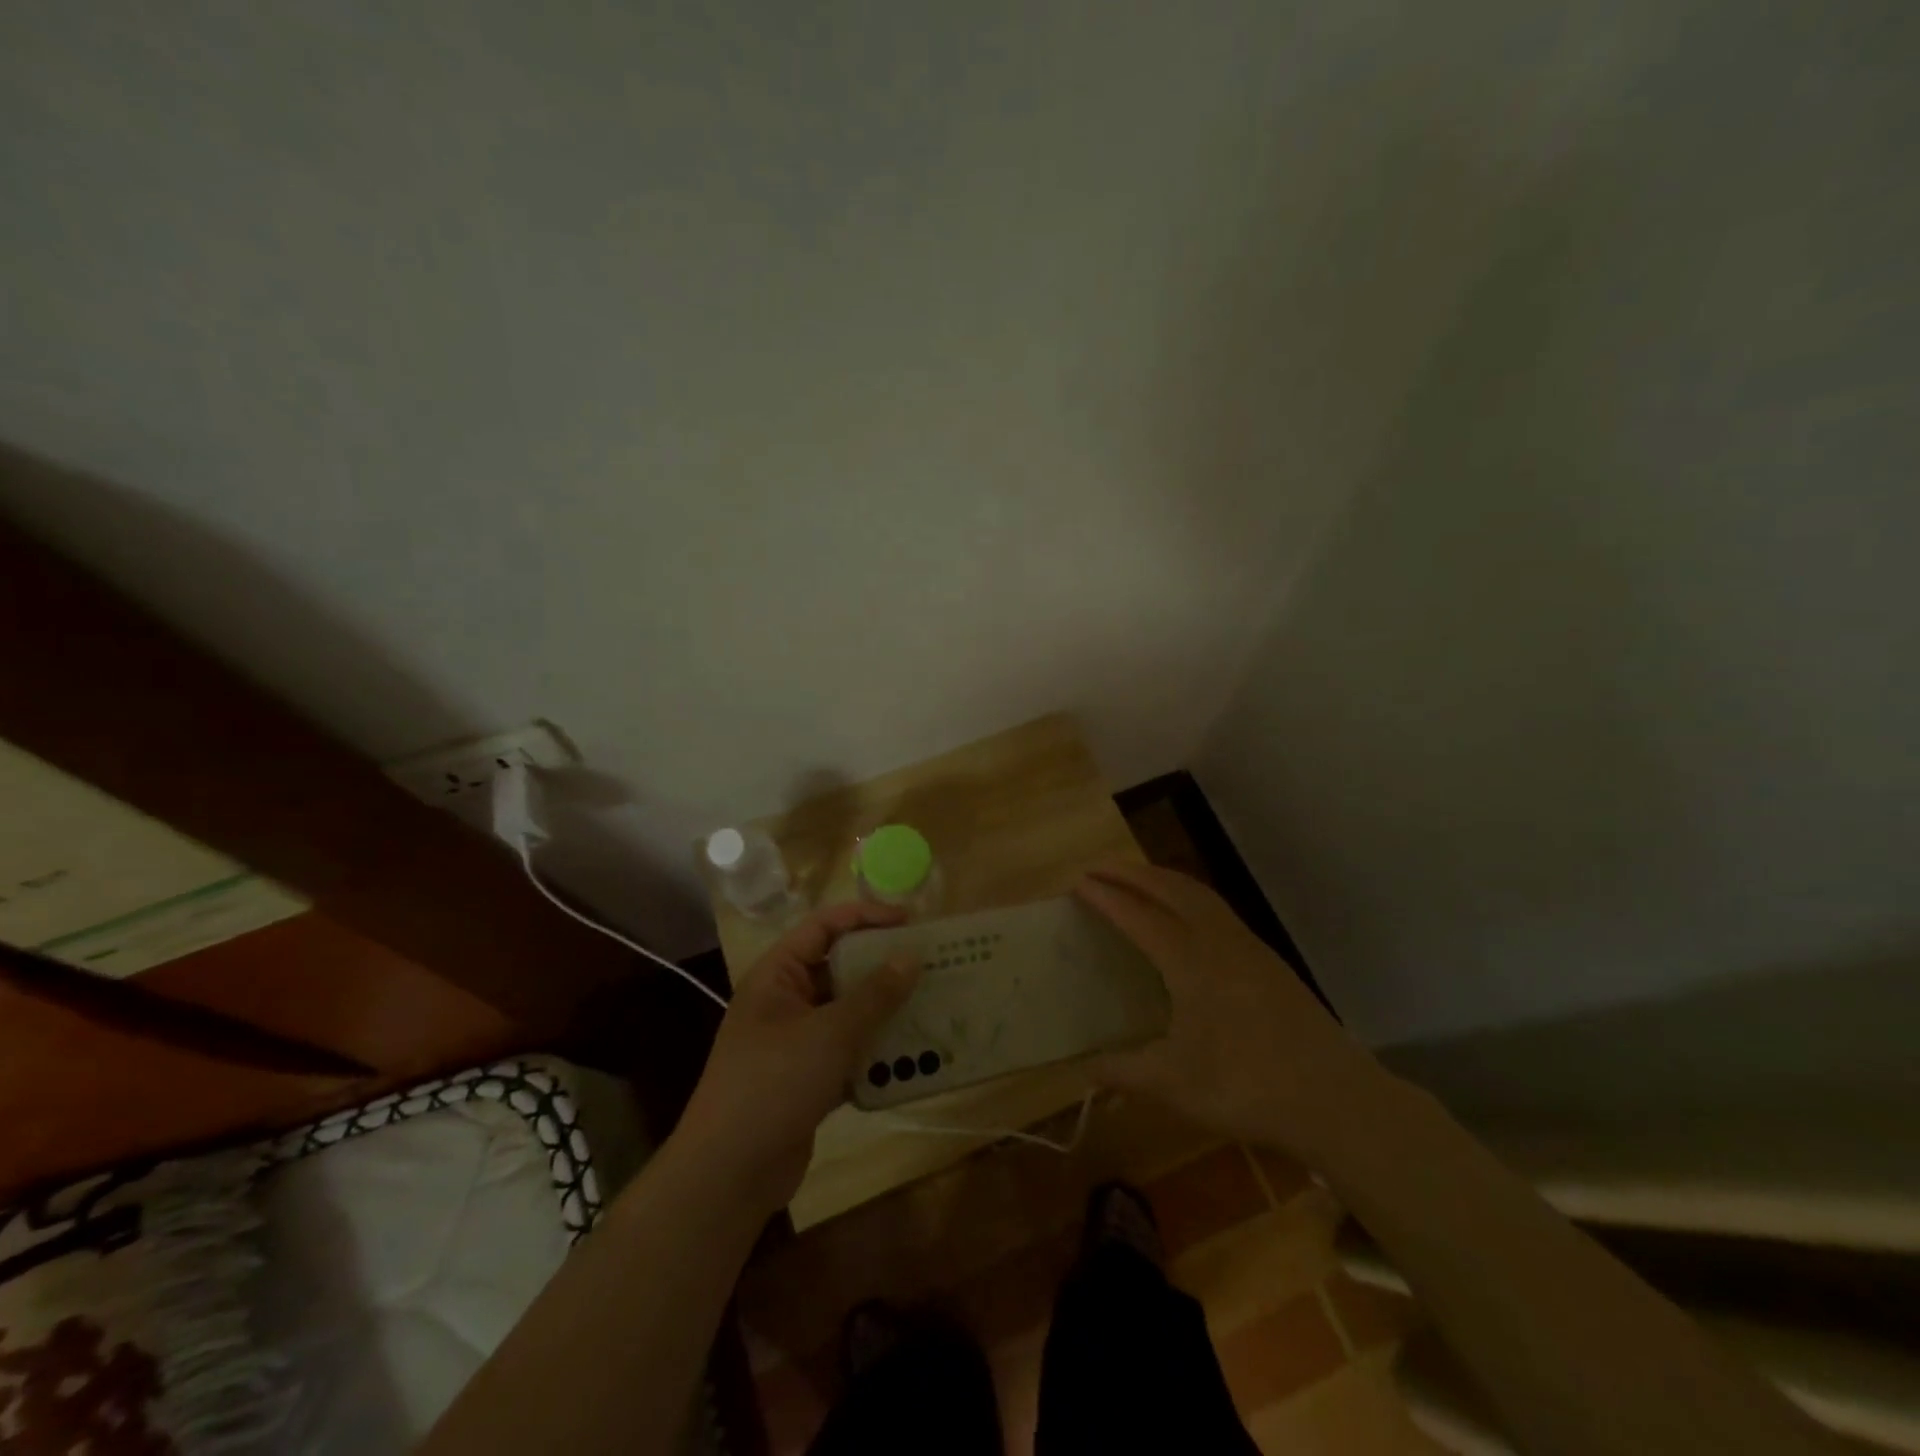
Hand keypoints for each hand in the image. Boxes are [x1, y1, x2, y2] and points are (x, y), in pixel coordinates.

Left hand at [674, 901, 917, 1213]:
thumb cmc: (774, 1084)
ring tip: (931, 1006)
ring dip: (885, 1011)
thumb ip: (874, 995)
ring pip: (847, 1012)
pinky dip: (876, 1052)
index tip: (910, 922)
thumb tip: (911, 957)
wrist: (728, 1174)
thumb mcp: (829, 1033)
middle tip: (930, 965)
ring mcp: (795, 1042)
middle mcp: (785, 1001)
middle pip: (839, 968)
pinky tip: (913, 1057)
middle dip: (882, 967)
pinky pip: (849, 1052)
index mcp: (778, 975)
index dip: (865, 916)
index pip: (824, 926)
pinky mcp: (807, 1079)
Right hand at [1077, 863, 1382, 1158]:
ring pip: (1198, 893)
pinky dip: (1189, 895)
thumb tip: (1086, 1071)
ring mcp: (1248, 946)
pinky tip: (1187, 915)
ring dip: (1162, 878)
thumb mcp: (1174, 1085)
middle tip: (1098, 868)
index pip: (1138, 916)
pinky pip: (1217, 908)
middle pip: (1169, 888)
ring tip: (1137, 878)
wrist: (1336, 1098)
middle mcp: (1217, 940)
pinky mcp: (1268, 960)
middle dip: (1131, 873)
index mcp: (1189, 961)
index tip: (1078, 882)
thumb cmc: (1247, 1086)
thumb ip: (1125, 1072)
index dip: (1106, 897)